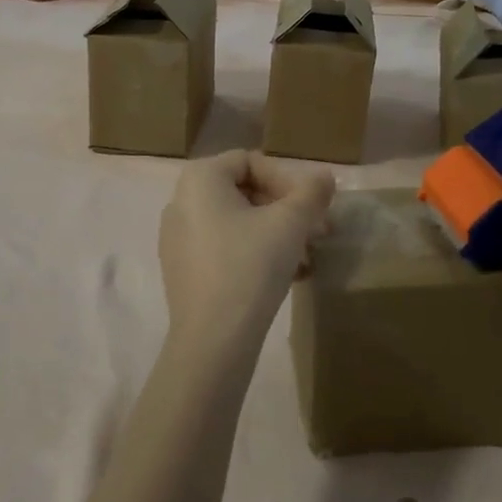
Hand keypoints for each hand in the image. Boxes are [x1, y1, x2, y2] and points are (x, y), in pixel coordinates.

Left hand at [159, 151, 334, 352]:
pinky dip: (254, 253)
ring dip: (275, 233)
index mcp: (199, 179)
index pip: (250, 161)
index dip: (287, 181)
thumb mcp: (290, 224)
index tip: (312, 209)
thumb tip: (324, 177)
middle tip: (317, 232)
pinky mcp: (182, 269)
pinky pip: (223, 248)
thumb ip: (311, 193)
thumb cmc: (251, 267)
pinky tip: (286, 276)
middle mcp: (180, 201)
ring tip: (306, 258)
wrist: (214, 339)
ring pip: (237, 223)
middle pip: (243, 191)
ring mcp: (177, 238)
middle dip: (285, 210)